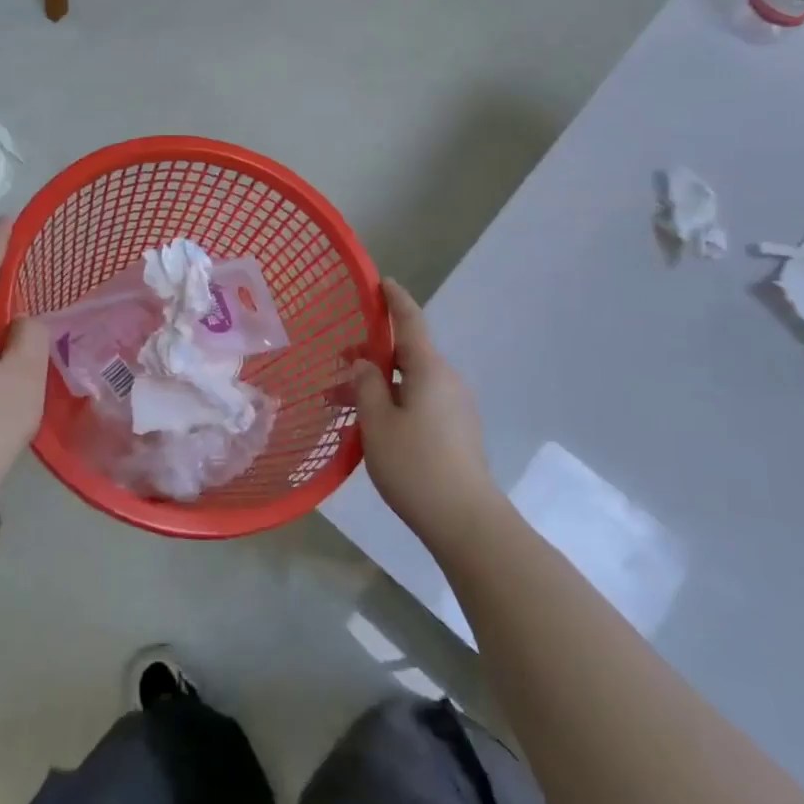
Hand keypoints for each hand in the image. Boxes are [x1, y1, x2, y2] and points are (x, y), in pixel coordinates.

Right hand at [351, 278, 500, 552]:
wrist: (465, 520)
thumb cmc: (416, 465)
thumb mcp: (377, 423)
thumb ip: (366, 385)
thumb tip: (364, 363)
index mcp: (429, 369)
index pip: (410, 321)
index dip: (394, 299)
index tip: (380, 282)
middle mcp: (447, 380)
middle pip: (408, 353)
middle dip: (373, 353)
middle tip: (338, 363)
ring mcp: (456, 406)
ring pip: (411, 381)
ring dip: (379, 384)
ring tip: (344, 403)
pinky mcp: (457, 430)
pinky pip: (421, 401)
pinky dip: (395, 401)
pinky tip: (372, 424)